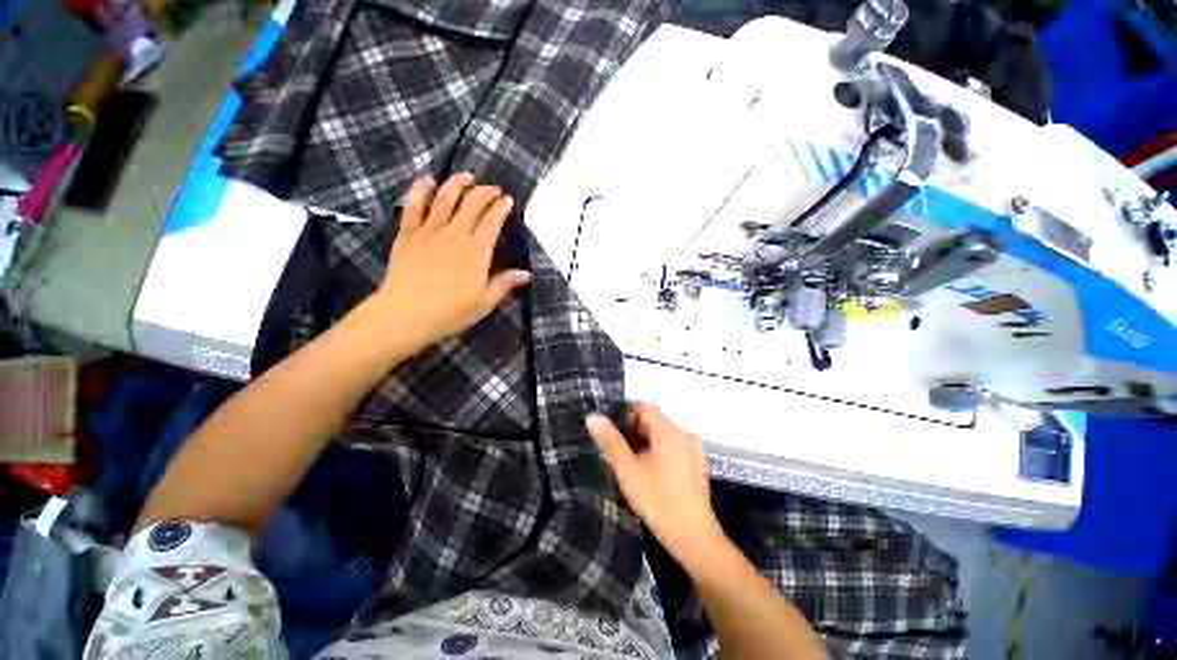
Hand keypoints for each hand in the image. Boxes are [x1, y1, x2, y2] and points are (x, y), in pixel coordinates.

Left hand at [371, 173, 530, 351]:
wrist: (406, 314)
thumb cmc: (451, 311)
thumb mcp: (485, 301)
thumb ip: (505, 283)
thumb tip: (526, 273)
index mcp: (476, 251)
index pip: (492, 221)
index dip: (501, 208)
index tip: (508, 199)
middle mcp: (455, 234)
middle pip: (471, 204)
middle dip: (484, 192)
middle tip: (493, 188)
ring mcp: (429, 232)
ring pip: (444, 198)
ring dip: (457, 184)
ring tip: (466, 176)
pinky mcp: (408, 234)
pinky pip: (414, 206)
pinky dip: (420, 191)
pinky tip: (426, 181)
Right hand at [586, 404, 724, 559]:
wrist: (692, 536)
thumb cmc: (657, 501)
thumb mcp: (628, 470)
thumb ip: (611, 441)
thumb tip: (593, 417)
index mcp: (670, 432)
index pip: (645, 408)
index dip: (627, 416)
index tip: (615, 435)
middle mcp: (685, 434)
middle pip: (655, 421)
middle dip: (636, 432)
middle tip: (622, 453)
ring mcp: (694, 448)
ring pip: (663, 434)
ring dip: (647, 442)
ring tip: (634, 464)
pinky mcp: (698, 461)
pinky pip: (674, 445)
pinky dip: (660, 450)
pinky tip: (652, 472)